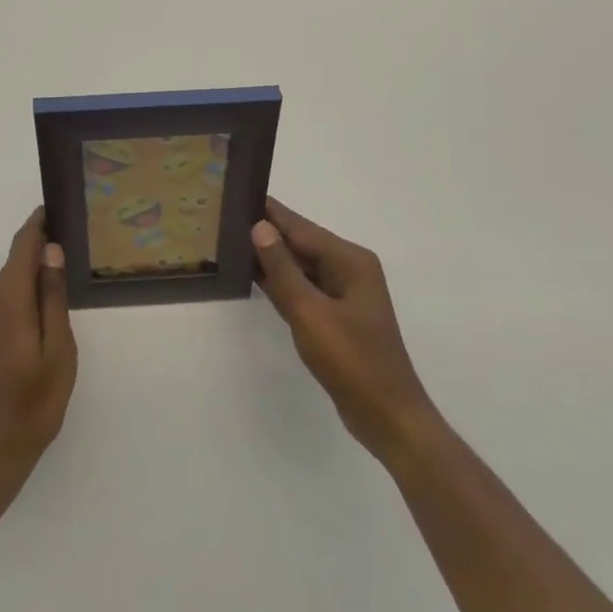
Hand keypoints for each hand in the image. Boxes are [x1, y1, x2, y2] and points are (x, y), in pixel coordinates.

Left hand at [0, 208, 77, 494]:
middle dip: (41, 256)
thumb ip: (52, 297)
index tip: (56, 207)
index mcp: (6, 300)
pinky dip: (21, 302)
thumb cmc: (30, 406)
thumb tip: (51, 251)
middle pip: (15, 265)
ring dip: (32, 282)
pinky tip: (41, 322)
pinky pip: (0, 305)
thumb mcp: (57, 352)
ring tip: (64, 290)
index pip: (22, 245)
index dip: (38, 224)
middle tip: (74, 255)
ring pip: (8, 286)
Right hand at [252, 198, 437, 467]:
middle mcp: (349, 269)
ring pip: (300, 266)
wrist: (387, 418)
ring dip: (270, 258)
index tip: (238, 192)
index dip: (269, 212)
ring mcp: (343, 293)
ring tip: (230, 240)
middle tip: (225, 218)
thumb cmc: (352, 361)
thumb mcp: (310, 313)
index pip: (301, 227)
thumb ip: (282, 269)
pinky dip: (280, 282)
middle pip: (301, 243)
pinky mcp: (335, 316)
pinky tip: (252, 276)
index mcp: (350, 260)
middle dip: (266, 232)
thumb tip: (260, 227)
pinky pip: (303, 288)